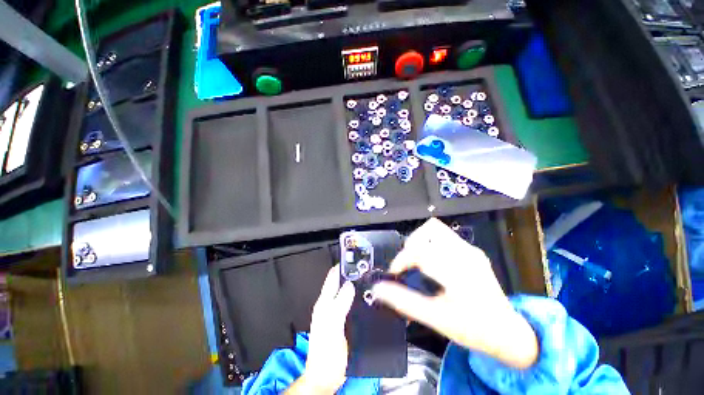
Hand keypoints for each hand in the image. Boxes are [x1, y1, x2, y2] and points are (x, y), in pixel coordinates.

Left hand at [286, 265, 354, 394]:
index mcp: (324, 303)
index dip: (342, 266)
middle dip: (351, 274)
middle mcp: (329, 304)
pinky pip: (351, 302)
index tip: (356, 260)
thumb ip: (339, 305)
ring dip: (355, 284)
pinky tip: (367, 297)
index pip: (332, 277)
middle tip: (367, 268)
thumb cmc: (327, 354)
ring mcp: (336, 312)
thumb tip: (350, 285)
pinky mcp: (343, 320)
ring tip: (369, 278)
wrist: (326, 377)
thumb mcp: (332, 328)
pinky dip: (357, 296)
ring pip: (346, 291)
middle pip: (340, 282)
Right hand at [372, 218, 538, 368]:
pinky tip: (432, 262)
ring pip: (436, 228)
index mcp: (458, 272)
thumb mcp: (435, 318)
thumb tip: (377, 289)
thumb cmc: (473, 329)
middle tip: (408, 264)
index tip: (395, 273)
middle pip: (429, 230)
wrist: (508, 332)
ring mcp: (471, 249)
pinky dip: (430, 243)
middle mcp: (466, 253)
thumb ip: (404, 301)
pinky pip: (444, 236)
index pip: (421, 250)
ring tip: (417, 261)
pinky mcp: (472, 250)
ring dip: (420, 241)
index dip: (402, 259)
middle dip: (411, 245)